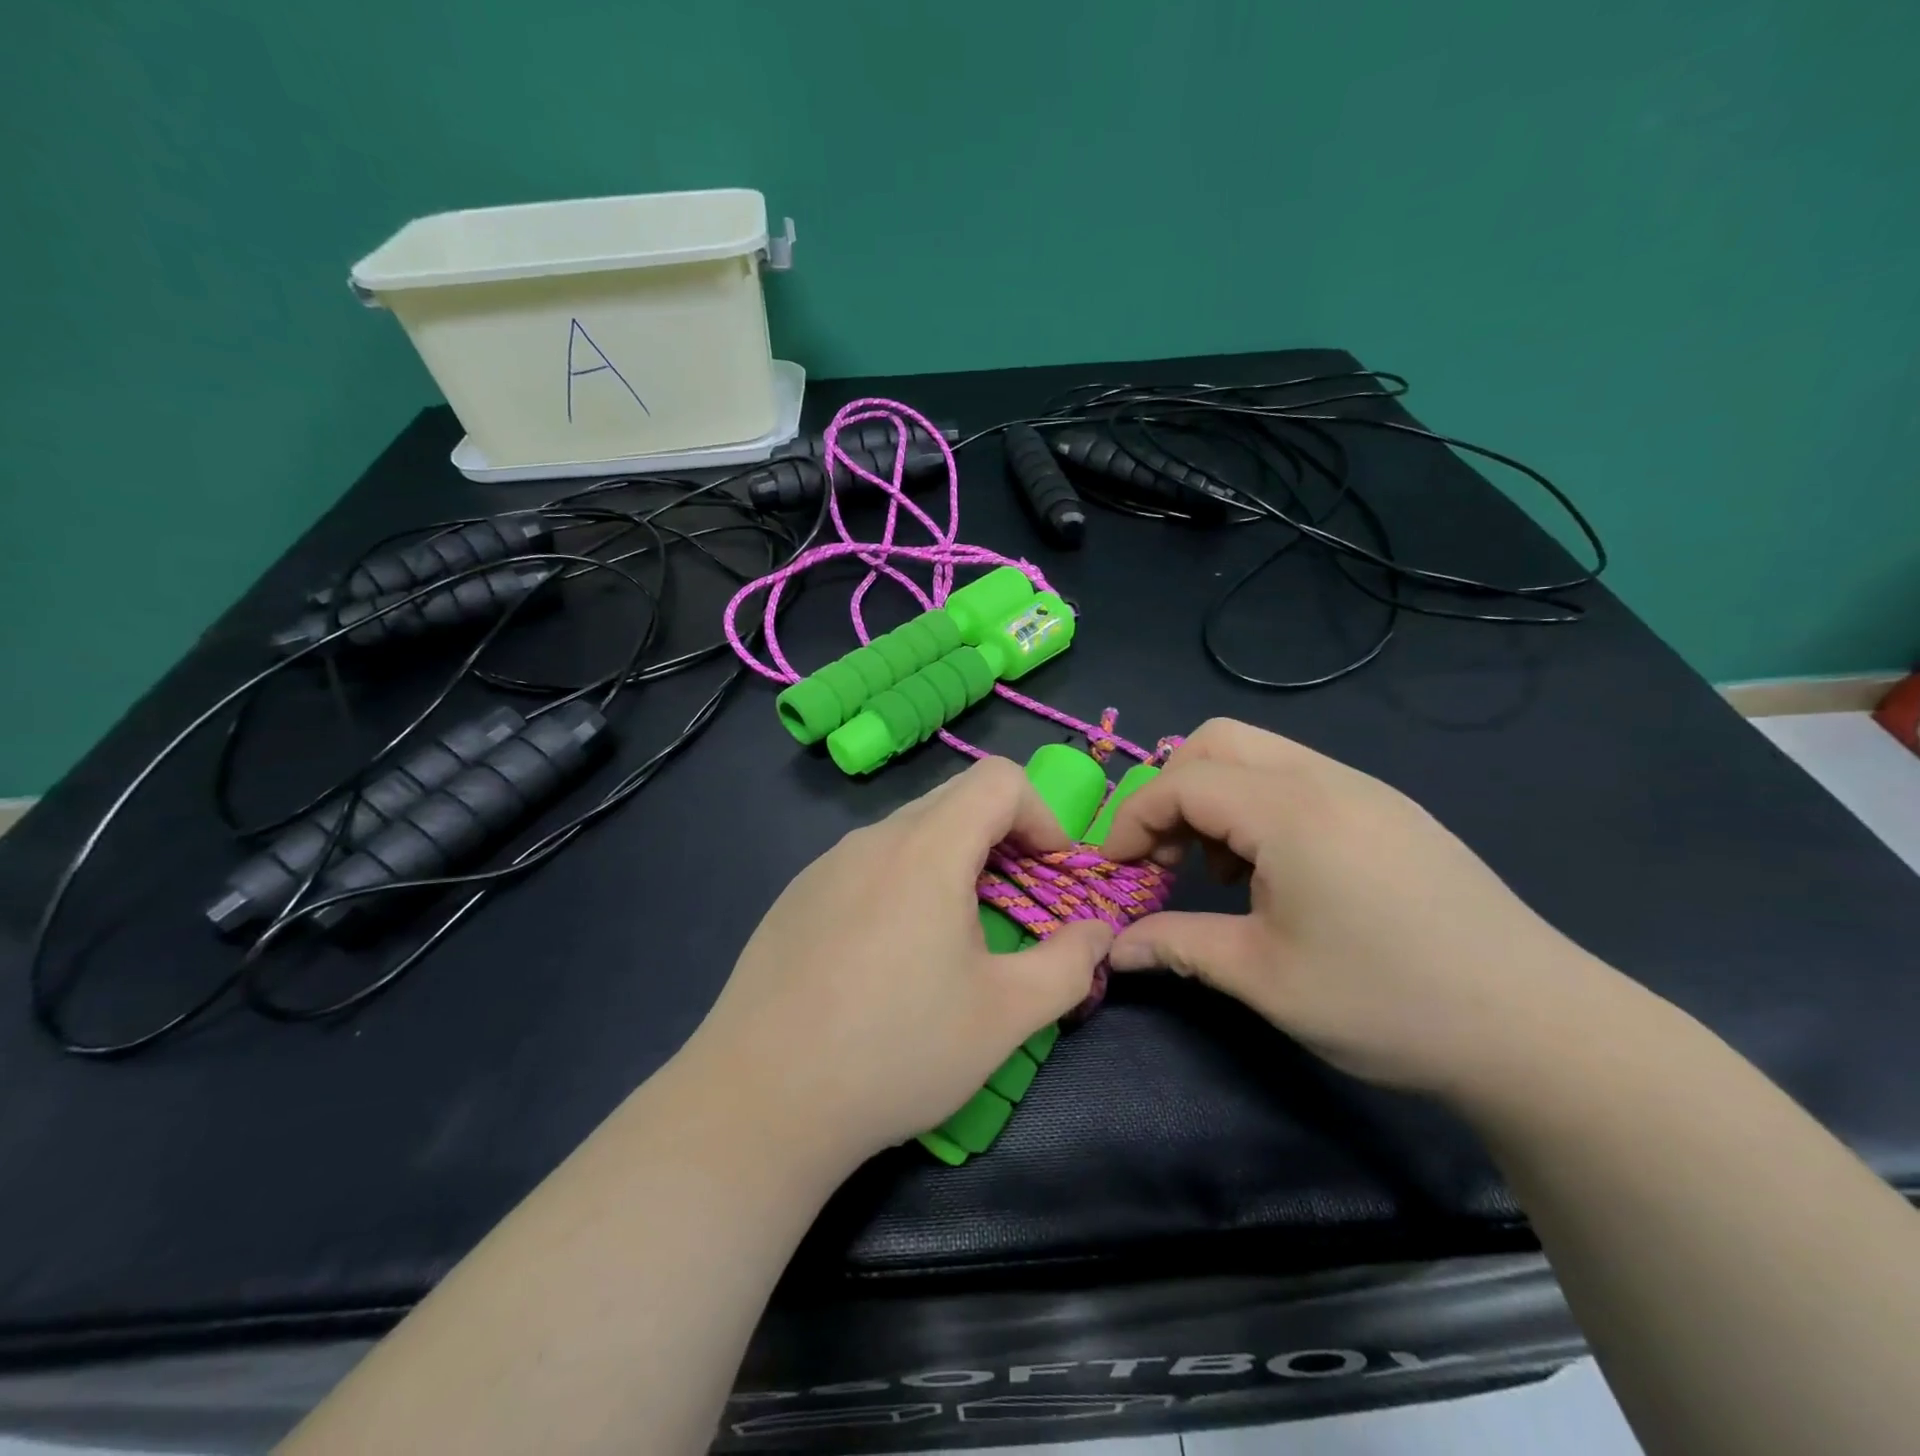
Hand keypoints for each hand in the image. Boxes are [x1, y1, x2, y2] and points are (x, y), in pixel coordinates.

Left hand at [685, 757, 1114, 1169]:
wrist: (760, 1101)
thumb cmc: (896, 1052)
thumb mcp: (1004, 1016)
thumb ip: (1068, 964)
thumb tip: (1098, 932)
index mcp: (926, 849)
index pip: (999, 779)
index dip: (1041, 814)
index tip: (1051, 873)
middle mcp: (872, 838)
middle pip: (955, 798)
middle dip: (1002, 837)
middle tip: (1015, 902)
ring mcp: (826, 863)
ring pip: (909, 830)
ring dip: (952, 859)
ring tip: (954, 933)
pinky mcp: (797, 894)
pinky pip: (868, 861)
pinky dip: (903, 879)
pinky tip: (889, 953)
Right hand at [1101, 718, 1607, 1097]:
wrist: (1544, 1032)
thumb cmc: (1389, 1002)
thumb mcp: (1265, 979)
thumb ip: (1178, 946)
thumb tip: (1113, 950)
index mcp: (1291, 811)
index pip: (1181, 782)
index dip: (1133, 819)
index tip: (1116, 870)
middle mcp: (1327, 779)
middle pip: (1217, 742)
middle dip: (1171, 791)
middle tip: (1166, 856)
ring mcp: (1366, 790)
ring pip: (1260, 755)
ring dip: (1217, 798)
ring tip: (1220, 872)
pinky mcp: (1392, 811)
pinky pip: (1300, 779)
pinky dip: (1260, 808)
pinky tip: (1277, 874)